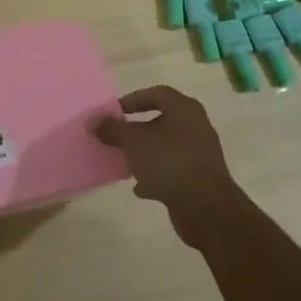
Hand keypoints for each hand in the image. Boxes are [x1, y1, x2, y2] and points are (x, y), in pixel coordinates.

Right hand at [97, 86, 248, 249]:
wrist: (207, 207)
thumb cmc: (169, 161)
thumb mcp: (133, 141)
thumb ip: (112, 129)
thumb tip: (93, 121)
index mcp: (184, 109)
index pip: (156, 93)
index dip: (133, 99)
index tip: (114, 112)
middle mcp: (196, 126)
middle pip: (161, 121)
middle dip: (137, 129)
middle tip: (117, 136)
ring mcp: (200, 154)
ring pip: (166, 147)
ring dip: (145, 154)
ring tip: (124, 162)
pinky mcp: (200, 179)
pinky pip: (173, 171)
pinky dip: (156, 176)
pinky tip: (139, 188)